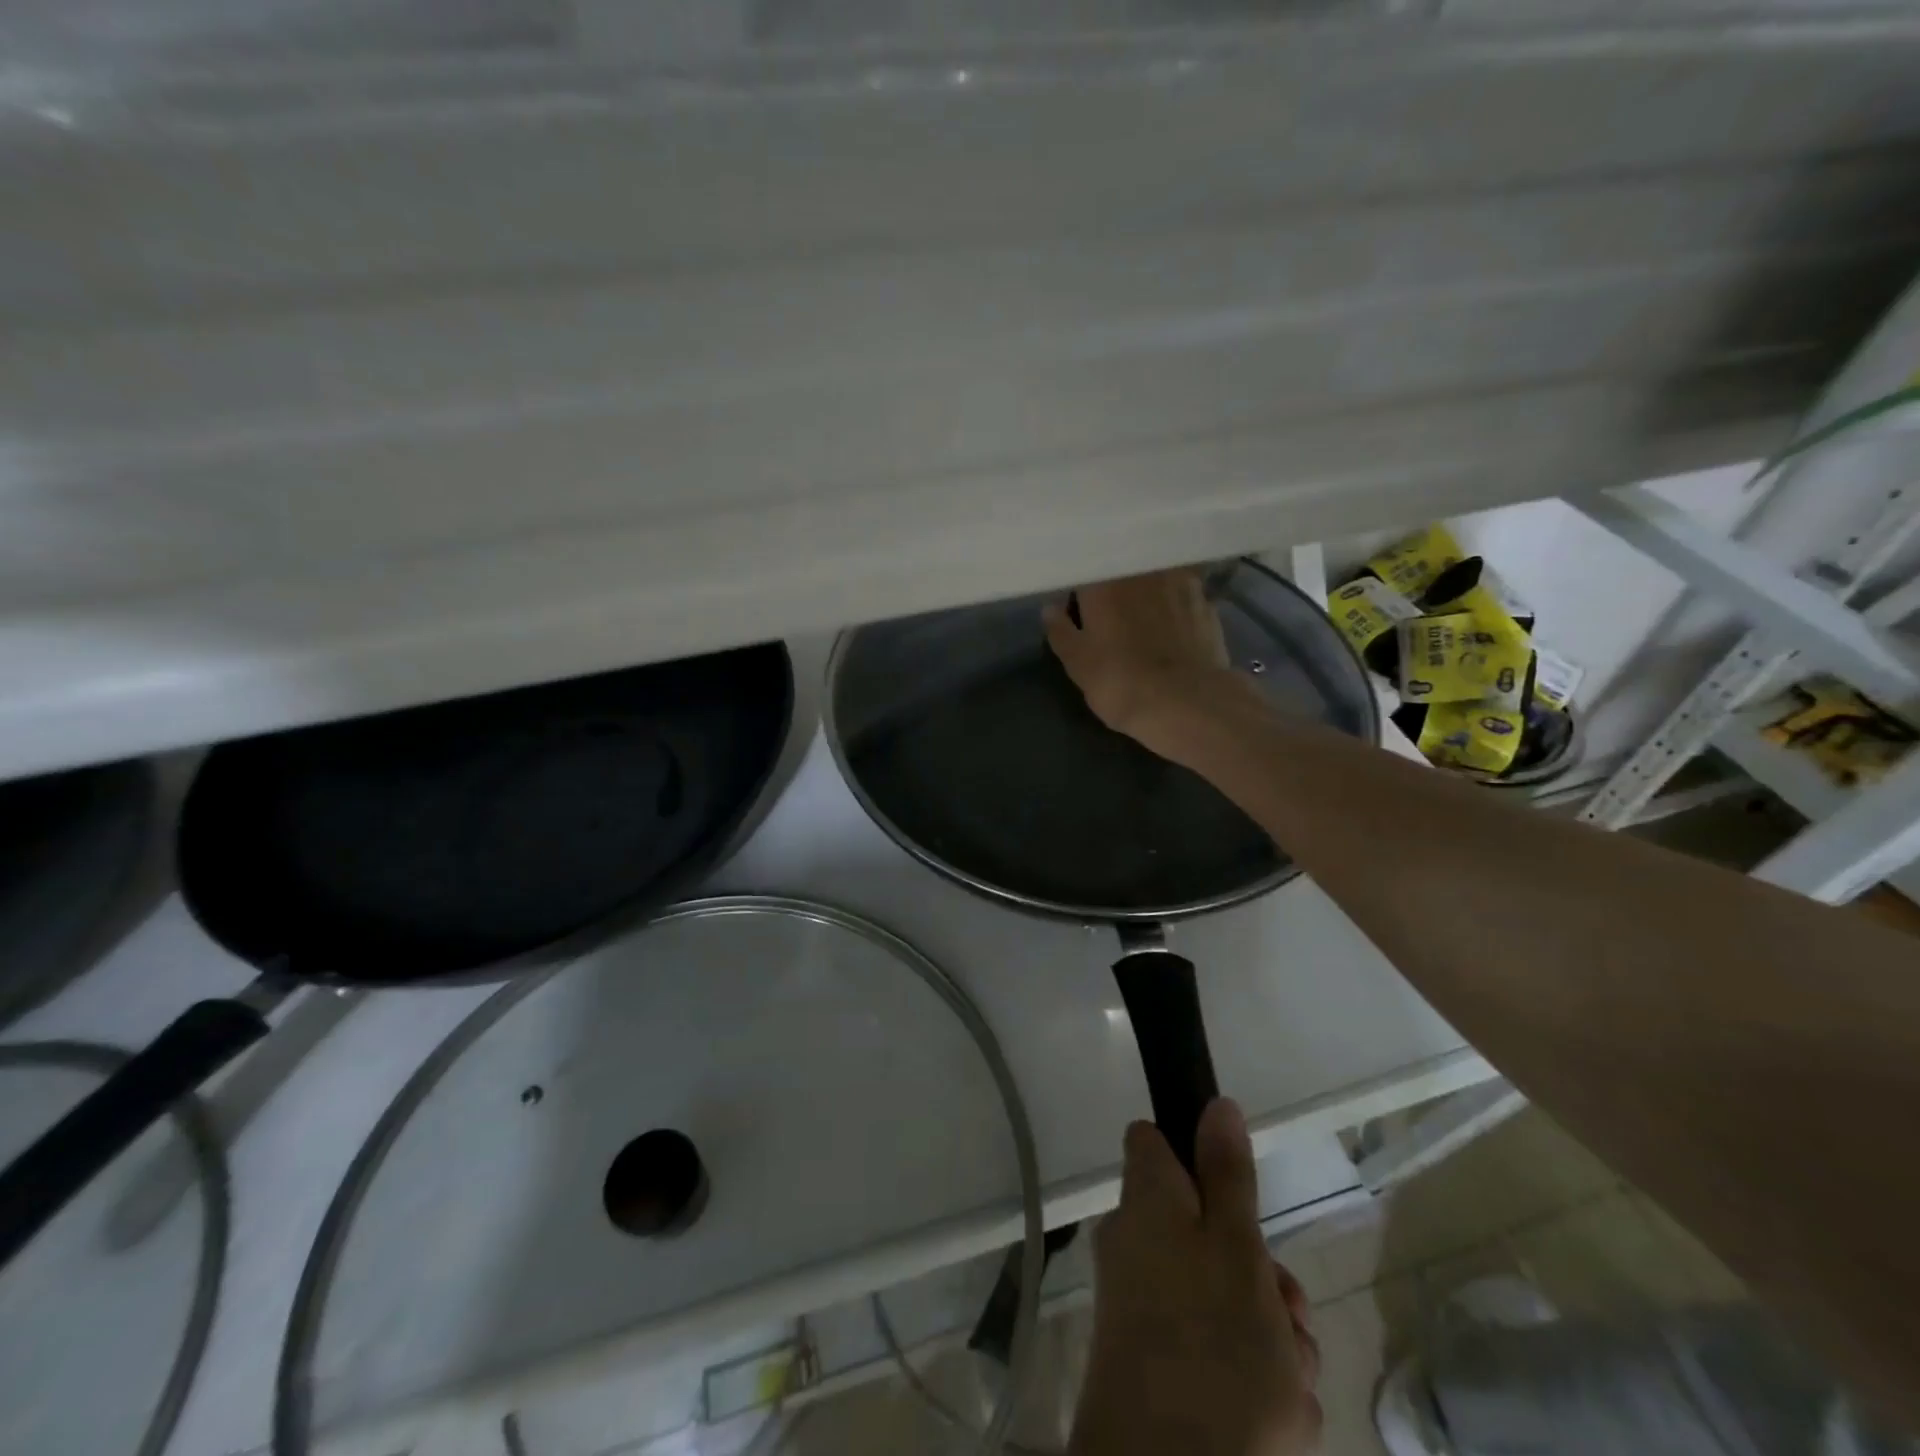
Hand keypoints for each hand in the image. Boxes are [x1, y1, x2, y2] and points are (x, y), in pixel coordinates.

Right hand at [1043, 569, 1256, 761]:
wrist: (1189, 702)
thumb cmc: (1120, 681)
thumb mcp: (1078, 663)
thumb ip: (1061, 631)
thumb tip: (1050, 609)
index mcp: (1104, 581)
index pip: (1085, 569)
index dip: (1079, 587)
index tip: (1075, 604)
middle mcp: (1142, 570)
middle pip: (1122, 569)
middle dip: (1114, 584)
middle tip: (1108, 611)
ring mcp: (1180, 582)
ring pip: (1155, 577)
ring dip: (1147, 590)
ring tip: (1143, 614)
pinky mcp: (1207, 602)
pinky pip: (1183, 594)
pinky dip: (1174, 604)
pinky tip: (1173, 624)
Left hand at [1070, 1099, 1322, 1455]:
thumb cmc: (1210, 1348)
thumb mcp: (1235, 1246)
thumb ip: (1227, 1173)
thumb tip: (1216, 1103)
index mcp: (1146, 1202)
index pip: (1154, 1142)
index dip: (1195, 1154)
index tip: (1235, 1192)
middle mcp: (1135, 1244)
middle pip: (1207, 1230)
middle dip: (1260, 1272)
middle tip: (1287, 1315)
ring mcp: (1143, 1308)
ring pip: (1223, 1298)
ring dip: (1269, 1336)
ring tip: (1287, 1385)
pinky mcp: (1156, 1370)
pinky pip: (1217, 1353)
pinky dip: (1252, 1382)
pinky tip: (1274, 1422)